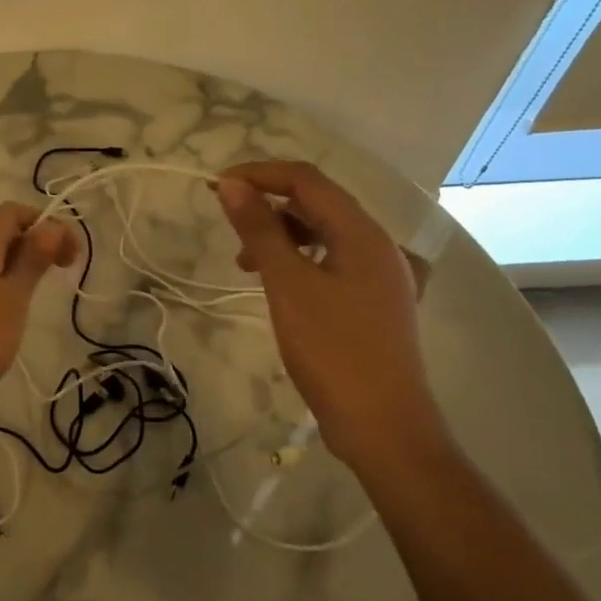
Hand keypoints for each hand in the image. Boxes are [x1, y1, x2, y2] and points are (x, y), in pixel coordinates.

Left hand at [0, 204, 77, 432]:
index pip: (15, 211)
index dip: (47, 224)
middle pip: (1, 228)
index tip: (70, 256)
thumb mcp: (13, 297)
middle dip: (35, 242)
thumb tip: (51, 224)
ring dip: (17, 262)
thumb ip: (32, 258)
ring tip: (37, 291)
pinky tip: (8, 306)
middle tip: (61, 272)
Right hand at [215, 161, 447, 471]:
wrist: (384, 427)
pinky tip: (281, 283)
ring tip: (246, 263)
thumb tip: (232, 185)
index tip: (216, 188)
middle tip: (227, 224)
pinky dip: (301, 260)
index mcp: (363, 233)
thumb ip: (260, 230)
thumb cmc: (332, 350)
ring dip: (282, 235)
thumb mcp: (287, 285)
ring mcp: (382, 275)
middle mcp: (379, 245)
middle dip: (268, 205)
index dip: (259, 174)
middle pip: (318, 203)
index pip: (307, 179)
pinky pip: (334, 261)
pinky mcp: (376, 302)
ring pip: (325, 233)